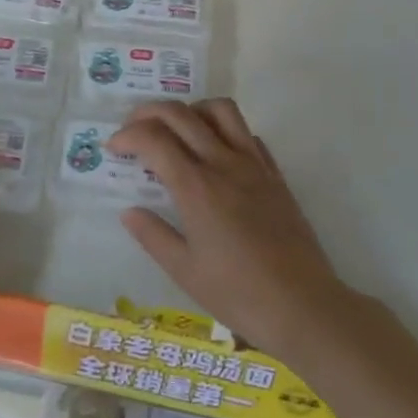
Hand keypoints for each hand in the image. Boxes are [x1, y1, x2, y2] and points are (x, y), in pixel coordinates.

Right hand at [109, 99, 349, 360]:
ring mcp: (254, 165)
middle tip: (132, 130)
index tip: (113, 149)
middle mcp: (223, 164)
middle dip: (148, 113)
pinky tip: (215, 153)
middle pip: (180, 114)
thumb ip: (153, 235)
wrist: (304, 307)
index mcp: (196, 187)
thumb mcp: (184, 271)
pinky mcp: (275, 175)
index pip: (153, 139)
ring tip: (176, 131)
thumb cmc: (238, 294)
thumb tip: (129, 211)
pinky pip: (247, 134)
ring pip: (220, 110)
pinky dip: (224, 130)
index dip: (127, 136)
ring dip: (191, 110)